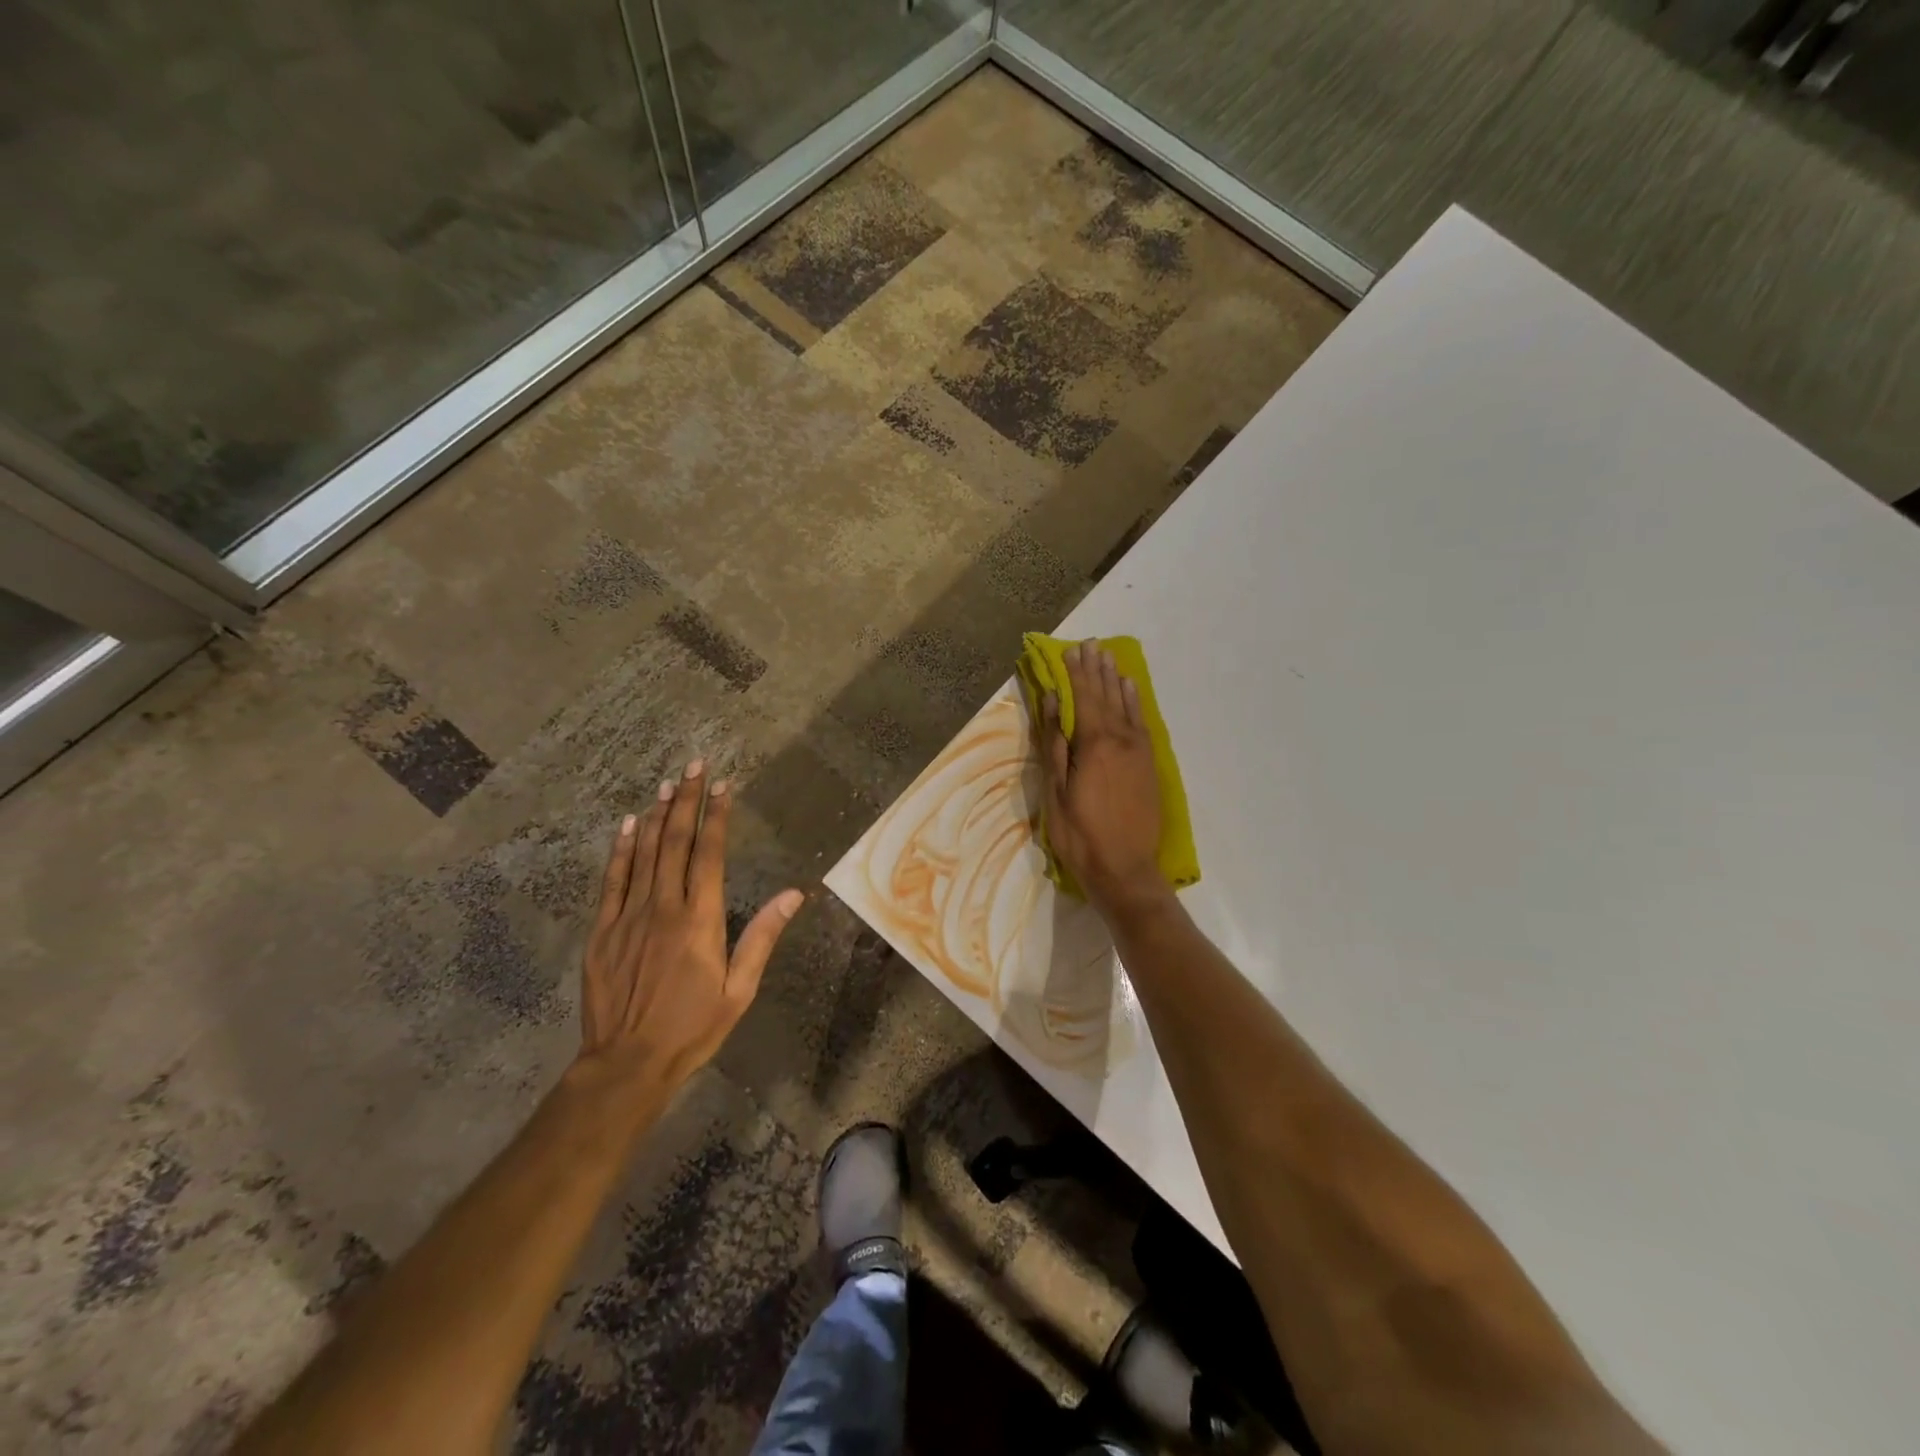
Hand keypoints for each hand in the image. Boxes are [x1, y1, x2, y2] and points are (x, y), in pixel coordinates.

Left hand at [578, 759, 802, 1095]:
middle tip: (695, 767)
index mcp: (700, 920)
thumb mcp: (739, 989)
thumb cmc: (692, 1028)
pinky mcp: (602, 931)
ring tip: (667, 784)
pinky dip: (621, 850)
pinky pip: (612, 880)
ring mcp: (628, 917)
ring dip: (658, 816)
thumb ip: (762, 937)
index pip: (709, 854)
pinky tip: (628, 826)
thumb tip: (794, 894)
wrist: (626, 1064)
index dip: (717, 816)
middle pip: (676, 843)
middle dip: (687, 801)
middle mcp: (663, 908)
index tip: (723, 786)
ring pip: (644, 854)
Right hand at [1038, 640, 1172, 917]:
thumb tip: (1051, 703)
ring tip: (1109, 657)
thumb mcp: (1056, 792)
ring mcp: (1139, 751)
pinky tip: (1130, 690)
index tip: (1070, 650)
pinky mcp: (1149, 765)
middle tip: (1091, 644)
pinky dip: (1135, 702)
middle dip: (1097, 669)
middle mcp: (1121, 740)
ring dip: (1116, 680)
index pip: (1083, 698)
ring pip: (1126, 706)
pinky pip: (1142, 722)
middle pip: (1106, 696)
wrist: (1126, 869)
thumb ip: (1055, 744)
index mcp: (1094, 745)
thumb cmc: (1080, 835)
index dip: (1076, 673)